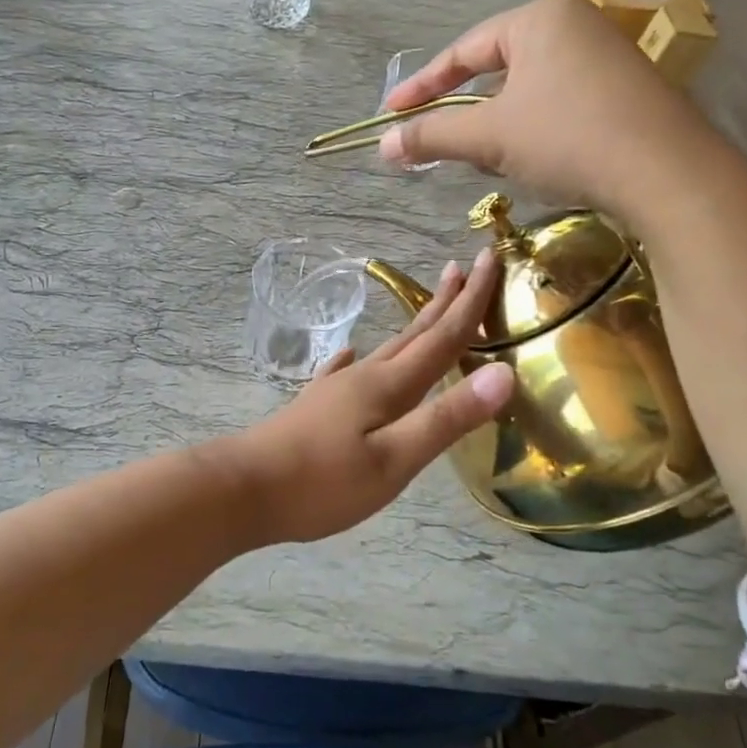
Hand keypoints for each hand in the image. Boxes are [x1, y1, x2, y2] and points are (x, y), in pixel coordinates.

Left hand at [228, 250, 514, 543]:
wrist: (244, 489)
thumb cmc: (322, 483)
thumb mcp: (394, 460)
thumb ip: (446, 419)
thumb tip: (502, 372)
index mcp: (388, 386)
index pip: (442, 337)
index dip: (471, 301)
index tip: (490, 258)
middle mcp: (364, 377)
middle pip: (415, 333)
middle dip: (445, 301)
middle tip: (466, 264)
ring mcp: (336, 390)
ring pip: (386, 349)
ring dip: (413, 326)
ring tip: (428, 305)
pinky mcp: (316, 407)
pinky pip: (346, 371)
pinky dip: (358, 360)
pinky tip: (350, 355)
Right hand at [378, 0, 722, 222]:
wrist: (667, 174)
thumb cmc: (567, 138)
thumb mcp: (488, 136)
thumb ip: (431, 135)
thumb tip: (383, 144)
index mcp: (539, 18)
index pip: (463, 50)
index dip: (422, 86)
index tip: (391, 113)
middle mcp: (575, 24)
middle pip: (497, 67)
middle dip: (464, 108)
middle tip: (437, 137)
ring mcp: (606, 56)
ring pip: (529, 88)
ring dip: (498, 122)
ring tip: (485, 154)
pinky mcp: (625, 89)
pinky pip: (560, 101)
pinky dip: (534, 127)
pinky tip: (533, 157)